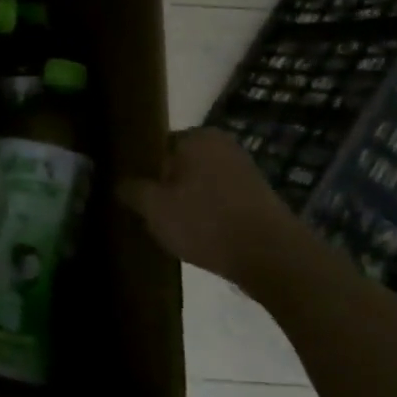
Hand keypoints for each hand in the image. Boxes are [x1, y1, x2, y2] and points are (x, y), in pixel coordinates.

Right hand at [117, 128, 303, 286]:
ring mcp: (246, 171)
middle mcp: (223, 145)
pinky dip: (209, 214)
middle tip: (151, 213)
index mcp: (197, 136)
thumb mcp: (154, 208)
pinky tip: (201, 237)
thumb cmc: (206, 222)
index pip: (156, 146)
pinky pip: (221, 201)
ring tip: (175, 229)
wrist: (275, 260)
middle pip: (179, 165)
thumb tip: (121, 184)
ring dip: (188, 202)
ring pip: (201, 184)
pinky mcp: (261, 198)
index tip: (135, 194)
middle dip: (166, 186)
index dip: (142, 171)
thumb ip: (132, 190)